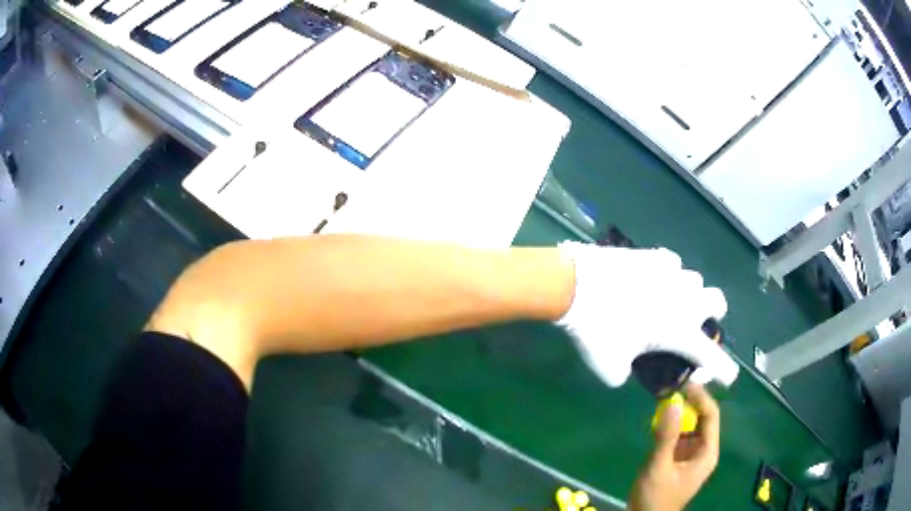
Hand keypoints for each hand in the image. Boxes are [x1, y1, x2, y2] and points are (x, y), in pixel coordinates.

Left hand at [555, 242, 737, 386]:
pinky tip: (653, 280)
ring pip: (695, 279)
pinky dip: (668, 273)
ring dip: (689, 293)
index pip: (710, 354)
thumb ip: (624, 374)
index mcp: (680, 330)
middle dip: (714, 314)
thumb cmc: (597, 330)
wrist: (577, 286)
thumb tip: (625, 369)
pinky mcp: (653, 255)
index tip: (730, 377)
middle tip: (698, 322)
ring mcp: (671, 273)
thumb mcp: (609, 367)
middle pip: (718, 301)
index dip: (723, 369)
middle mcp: (685, 299)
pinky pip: (671, 263)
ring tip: (669, 300)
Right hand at [630, 384, 720, 510]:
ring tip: (663, 400)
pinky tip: (658, 421)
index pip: (711, 415)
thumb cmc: (656, 497)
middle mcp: (704, 450)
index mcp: (707, 452)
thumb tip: (671, 401)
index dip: (700, 397)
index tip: (682, 384)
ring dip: (678, 413)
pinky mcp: (680, 458)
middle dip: (688, 403)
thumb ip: (665, 436)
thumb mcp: (659, 467)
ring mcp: (692, 454)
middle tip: (669, 390)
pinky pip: (680, 436)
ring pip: (690, 425)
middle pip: (702, 418)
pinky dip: (671, 426)